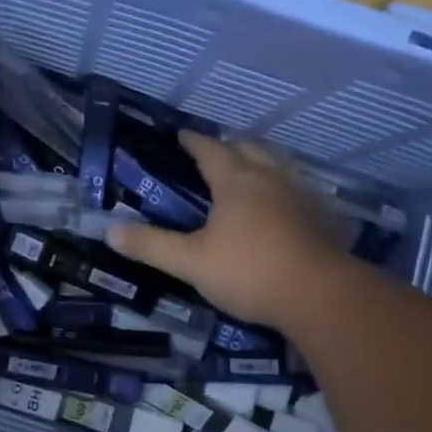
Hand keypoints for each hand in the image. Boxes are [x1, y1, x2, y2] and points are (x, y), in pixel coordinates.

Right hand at [106, 132, 354, 329]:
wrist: (321, 296)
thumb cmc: (250, 272)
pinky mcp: (321, 219)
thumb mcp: (191, 262)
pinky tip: (280, 208)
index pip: (210, 149)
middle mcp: (270, 179)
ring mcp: (301, 197)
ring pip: (277, 167)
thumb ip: (152, 245)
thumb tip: (109, 231)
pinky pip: (297, 191)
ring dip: (259, 163)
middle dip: (229, 147)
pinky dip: (281, 190)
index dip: (193, 141)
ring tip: (247, 173)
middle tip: (213, 153)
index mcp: (236, 182)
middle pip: (249, 149)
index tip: (181, 135)